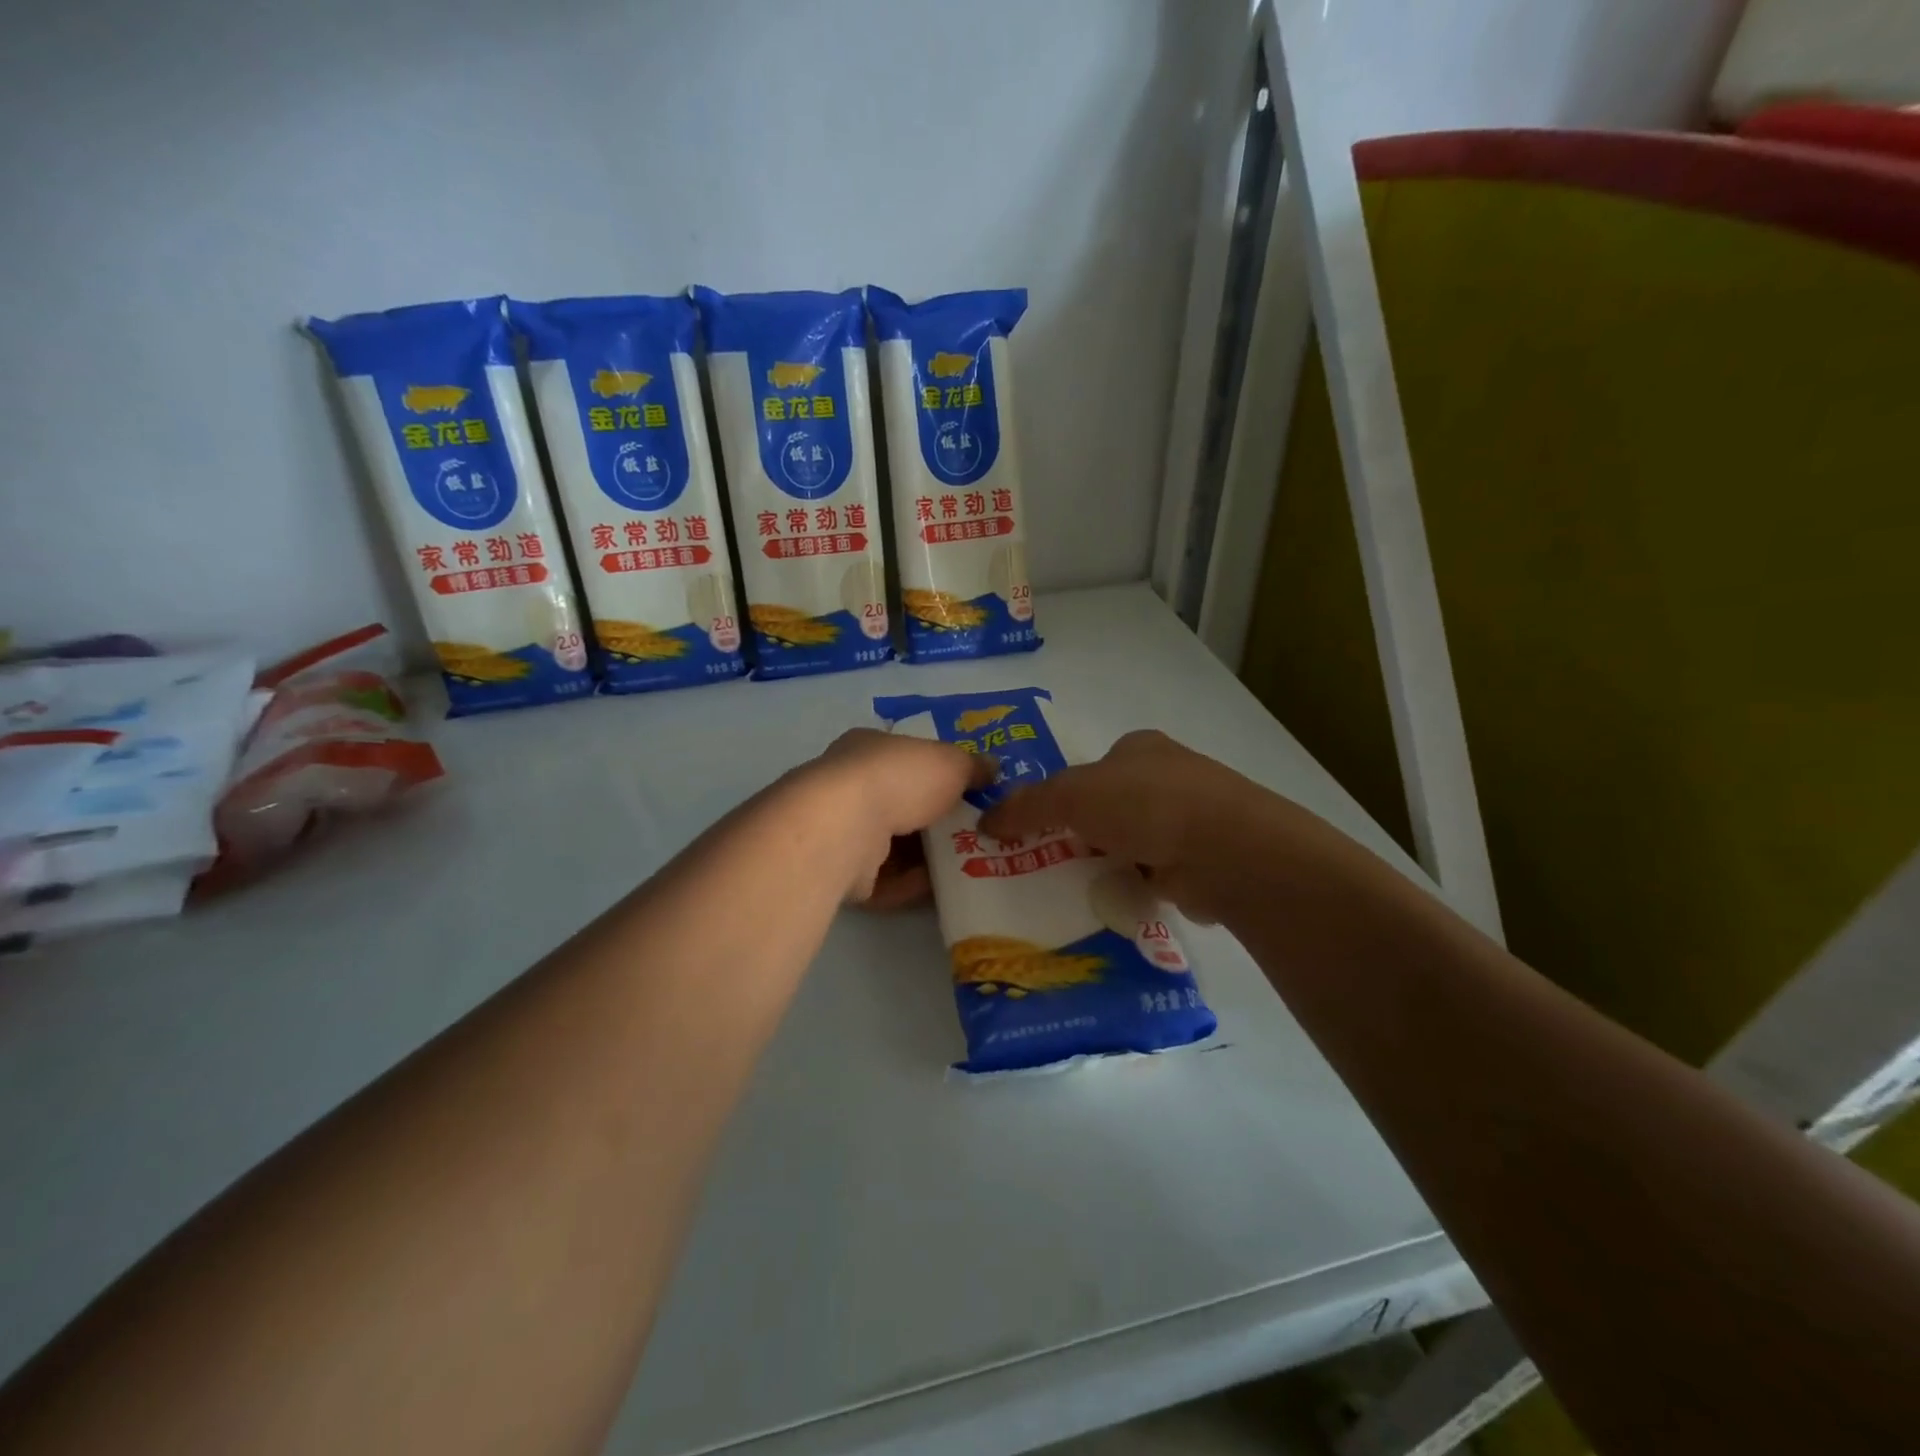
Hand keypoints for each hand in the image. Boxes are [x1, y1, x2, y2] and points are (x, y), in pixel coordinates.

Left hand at [795, 729, 986, 908]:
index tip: (969, 792)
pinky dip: (913, 884)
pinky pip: (885, 880)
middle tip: (975, 833)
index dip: (937, 773)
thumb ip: (973, 766)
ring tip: (969, 865)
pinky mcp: (841, 874)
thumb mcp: (951, 761)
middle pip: (901, 805)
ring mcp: (842, 832)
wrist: (846, 828)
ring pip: (893, 846)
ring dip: (928, 857)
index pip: (905, 759)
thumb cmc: (899, 778)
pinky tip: (944, 889)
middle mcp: (848, 788)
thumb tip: (992, 768)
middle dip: (936, 820)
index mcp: (868, 749)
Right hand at [978, 730, 1259, 922]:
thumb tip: (984, 820)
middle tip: (1048, 862)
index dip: (1065, 795)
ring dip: (1110, 863)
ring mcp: (1192, 819)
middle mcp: (1169, 777)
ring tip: (1074, 890)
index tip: (1040, 826)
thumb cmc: (1144, 805)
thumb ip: (1028, 806)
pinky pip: (1156, 874)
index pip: (1093, 768)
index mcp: (1140, 749)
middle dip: (1084, 833)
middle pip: (1112, 807)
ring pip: (1134, 842)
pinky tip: (1115, 903)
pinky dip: (1136, 887)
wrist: (1227, 850)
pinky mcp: (1205, 860)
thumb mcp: (1072, 796)